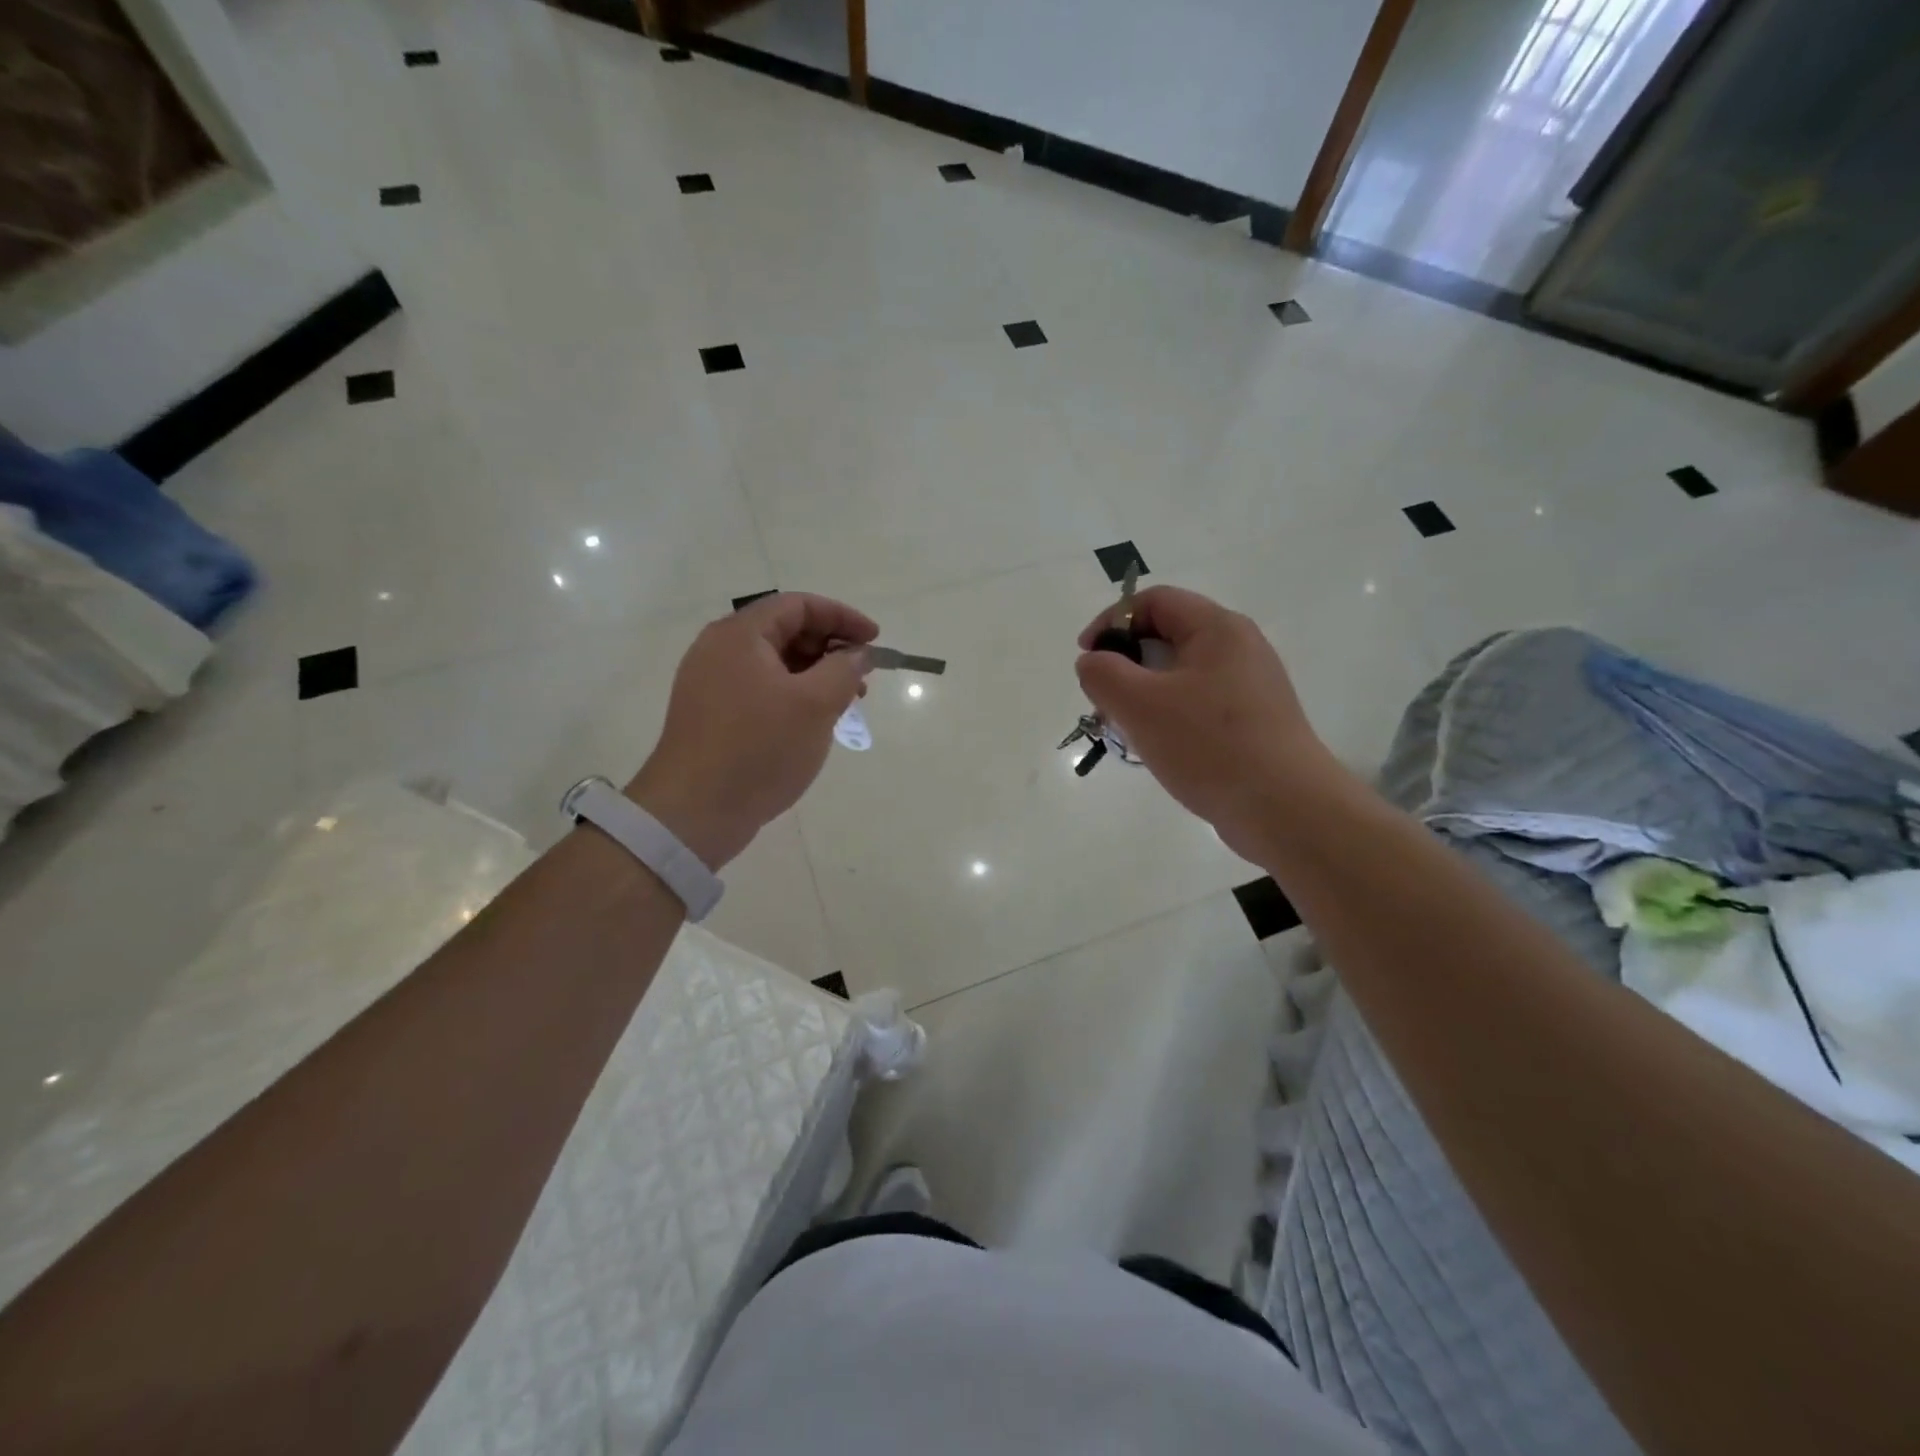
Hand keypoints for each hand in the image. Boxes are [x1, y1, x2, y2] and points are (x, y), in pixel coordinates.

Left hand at [625, 593, 877, 868]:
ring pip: (775, 663)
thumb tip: (860, 653)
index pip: (799, 605)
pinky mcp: (712, 714)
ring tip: (845, 703)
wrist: (695, 812)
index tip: (875, 641)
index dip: (842, 617)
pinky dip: (793, 695)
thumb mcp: (815, 704)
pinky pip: (761, 689)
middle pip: (785, 630)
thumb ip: (845, 669)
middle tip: (863, 677)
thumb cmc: (759, 749)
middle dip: (831, 648)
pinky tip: (814, 722)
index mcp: (740, 635)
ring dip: (815, 674)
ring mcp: (712, 683)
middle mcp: (720, 650)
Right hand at [1074, 585, 1338, 858]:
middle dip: (1126, 664)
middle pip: (1168, 637)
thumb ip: (1103, 674)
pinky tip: (1159, 750)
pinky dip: (1170, 717)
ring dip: (1145, 696)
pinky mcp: (1254, 722)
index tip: (1086, 657)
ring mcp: (1251, 687)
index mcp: (1218, 629)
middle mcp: (1240, 648)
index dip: (1112, 620)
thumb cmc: (1209, 746)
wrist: (1285, 809)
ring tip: (1127, 731)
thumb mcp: (1139, 705)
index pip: (1155, 601)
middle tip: (1104, 701)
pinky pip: (1199, 705)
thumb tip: (1092, 661)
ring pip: (1181, 676)